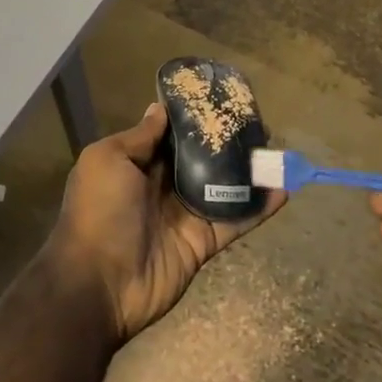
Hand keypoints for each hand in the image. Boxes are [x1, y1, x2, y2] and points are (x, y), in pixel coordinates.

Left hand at [46, 103, 285, 341]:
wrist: (99, 283)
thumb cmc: (99, 211)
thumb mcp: (108, 160)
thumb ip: (139, 137)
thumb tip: (159, 108)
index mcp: (136, 164)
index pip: (169, 135)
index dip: (191, 118)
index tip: (218, 98)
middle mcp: (161, 186)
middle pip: (199, 158)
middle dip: (224, 141)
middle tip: (256, 122)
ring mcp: (184, 215)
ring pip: (221, 186)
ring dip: (247, 171)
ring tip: (275, 150)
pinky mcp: (202, 242)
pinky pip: (234, 221)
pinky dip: (258, 208)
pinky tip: (282, 191)